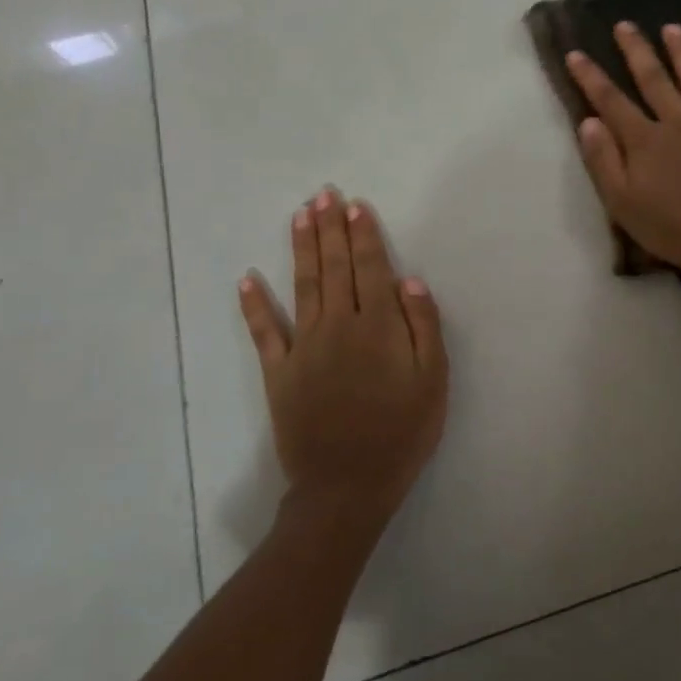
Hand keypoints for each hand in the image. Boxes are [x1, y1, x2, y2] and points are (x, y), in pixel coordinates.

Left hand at [239, 189, 447, 528]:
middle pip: (334, 267)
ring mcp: (303, 347)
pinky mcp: (278, 373)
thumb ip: (424, 328)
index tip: (355, 204)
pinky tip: (247, 279)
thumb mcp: (433, 382)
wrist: (347, 487)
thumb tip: (409, 281)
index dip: (364, 234)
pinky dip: (254, 305)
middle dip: (330, 228)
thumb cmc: (401, 433)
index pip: (370, 268)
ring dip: (301, 248)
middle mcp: (338, 326)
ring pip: (302, 285)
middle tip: (323, 194)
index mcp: (378, 326)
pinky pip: (264, 332)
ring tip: (299, 215)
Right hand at [564, 22, 680, 284]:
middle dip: (636, 50)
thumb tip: (588, 121)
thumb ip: (603, 160)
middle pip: (654, 78)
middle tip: (625, 24)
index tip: (576, 52)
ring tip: (672, 28)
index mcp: (645, 140)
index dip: (591, 76)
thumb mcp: (622, 203)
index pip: (611, 100)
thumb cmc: (671, 229)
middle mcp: (679, 121)